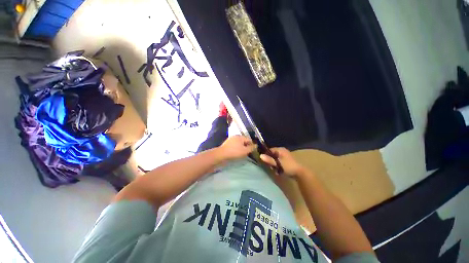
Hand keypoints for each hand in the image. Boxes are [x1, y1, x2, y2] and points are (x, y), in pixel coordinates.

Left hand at [217, 135, 256, 160]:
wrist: (221, 154)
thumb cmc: (234, 152)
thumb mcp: (245, 151)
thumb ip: (251, 148)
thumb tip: (256, 145)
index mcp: (240, 136)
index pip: (249, 139)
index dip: (252, 145)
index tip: (252, 151)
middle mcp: (235, 136)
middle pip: (244, 141)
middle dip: (246, 146)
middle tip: (247, 153)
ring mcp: (231, 139)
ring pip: (239, 143)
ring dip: (241, 147)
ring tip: (242, 153)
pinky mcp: (227, 143)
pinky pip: (234, 145)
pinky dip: (237, 148)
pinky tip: (236, 153)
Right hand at [260, 147, 305, 177]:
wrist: (300, 173)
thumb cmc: (288, 166)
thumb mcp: (278, 163)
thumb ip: (269, 160)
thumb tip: (260, 156)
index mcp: (280, 150)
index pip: (269, 150)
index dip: (265, 154)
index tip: (263, 160)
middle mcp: (282, 151)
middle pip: (272, 154)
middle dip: (270, 161)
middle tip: (271, 166)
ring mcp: (284, 156)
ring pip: (275, 159)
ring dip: (274, 164)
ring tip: (275, 169)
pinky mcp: (286, 161)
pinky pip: (278, 162)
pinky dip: (277, 165)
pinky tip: (278, 170)